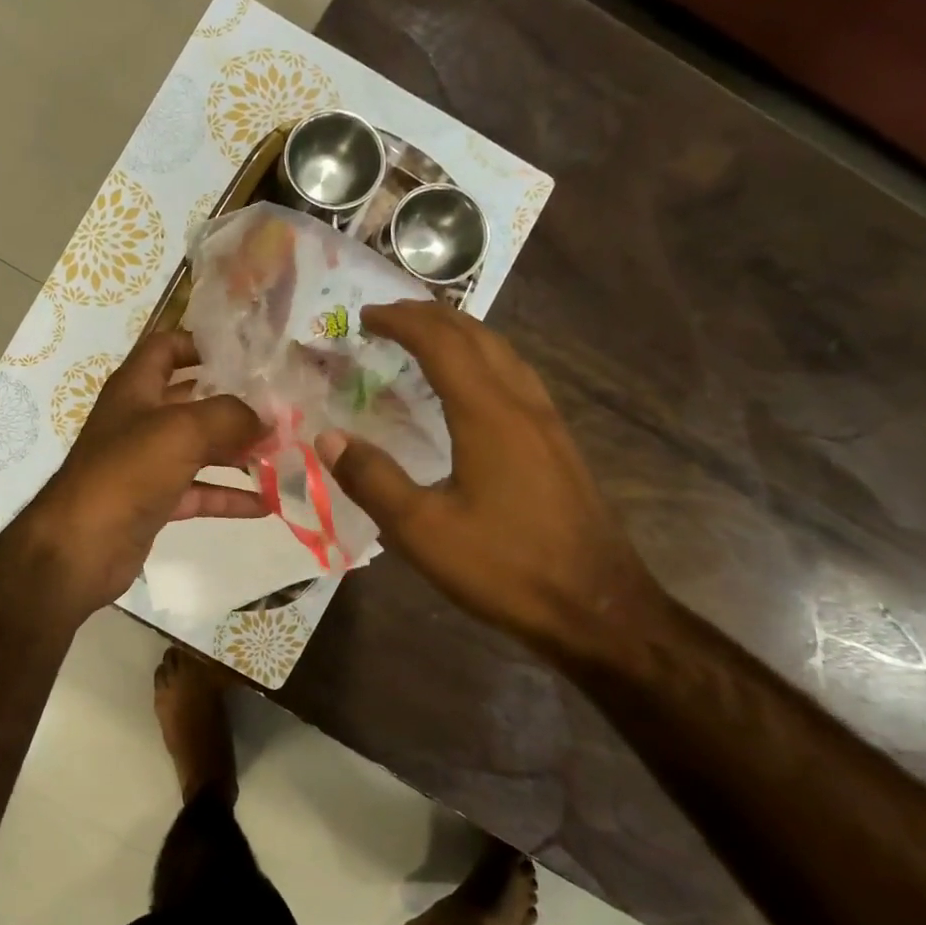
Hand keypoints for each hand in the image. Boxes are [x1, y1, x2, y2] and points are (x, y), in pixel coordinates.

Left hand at [14, 328, 266, 617]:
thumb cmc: (126, 472)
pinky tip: (267, 502)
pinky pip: (198, 491)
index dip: (200, 344)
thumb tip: (266, 419)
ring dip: (237, 451)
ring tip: (283, 453)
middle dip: (234, 403)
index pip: (166, 348)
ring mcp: (146, 463)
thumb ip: (230, 416)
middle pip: (192, 401)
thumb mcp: (182, 430)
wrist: (80, 547)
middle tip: (280, 408)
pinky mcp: (153, 502)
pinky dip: (229, 495)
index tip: (246, 354)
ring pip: (199, 449)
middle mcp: (139, 420)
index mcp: (136, 388)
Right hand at [315, 301, 662, 661]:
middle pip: (477, 336)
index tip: (364, 317)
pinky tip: (472, 387)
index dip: (401, 322)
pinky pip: (516, 378)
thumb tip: (328, 437)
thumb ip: (372, 479)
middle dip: (430, 317)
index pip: (441, 343)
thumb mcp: (422, 530)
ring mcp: (548, 423)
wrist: (597, 607)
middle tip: (388, 318)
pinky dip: (483, 360)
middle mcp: (522, 404)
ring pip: (503, 353)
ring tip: (425, 338)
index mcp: (488, 414)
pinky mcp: (558, 445)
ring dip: (461, 334)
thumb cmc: (505, 567)